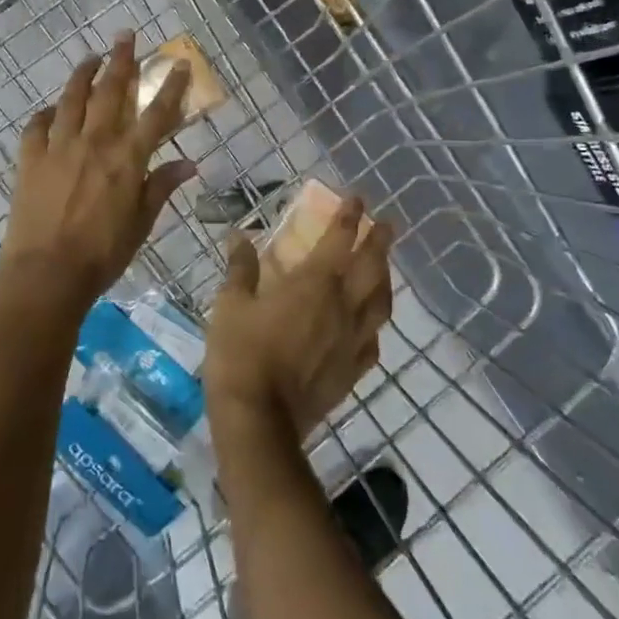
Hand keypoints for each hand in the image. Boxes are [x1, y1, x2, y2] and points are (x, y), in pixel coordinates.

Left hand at [0, 32, 198, 309]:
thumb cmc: (103, 254)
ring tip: (91, 57)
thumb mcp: (141, 224)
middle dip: (121, 60)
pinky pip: (36, 127)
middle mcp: (95, 142)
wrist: (46, 273)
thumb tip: (189, 163)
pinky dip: (45, 114)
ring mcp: (59, 147)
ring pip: (72, 99)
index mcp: (127, 158)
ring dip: (83, 74)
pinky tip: (50, 109)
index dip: (170, 87)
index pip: (156, 114)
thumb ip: (161, 187)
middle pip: (111, 91)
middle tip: (125, 35)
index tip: (178, 63)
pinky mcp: (30, 159)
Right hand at [205, 196, 394, 440]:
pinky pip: (373, 341)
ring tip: (385, 268)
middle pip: (371, 266)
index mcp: (314, 283)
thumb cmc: (241, 354)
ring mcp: (352, 340)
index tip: (358, 198)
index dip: (349, 216)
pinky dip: (374, 325)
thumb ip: (240, 268)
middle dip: (379, 241)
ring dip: (385, 279)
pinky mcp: (352, 371)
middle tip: (388, 224)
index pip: (339, 239)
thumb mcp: (231, 304)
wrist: (259, 420)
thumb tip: (239, 236)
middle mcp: (342, 306)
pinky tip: (370, 325)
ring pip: (380, 302)